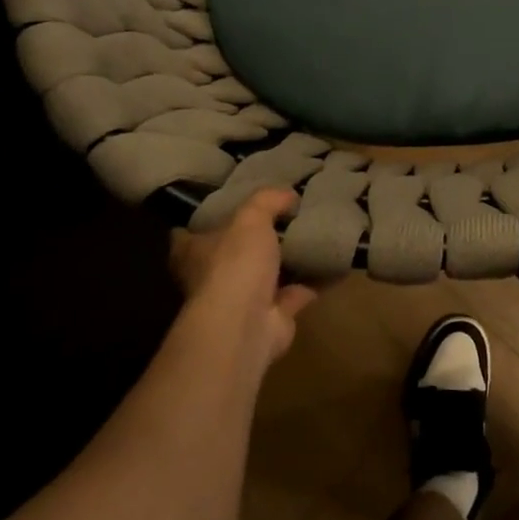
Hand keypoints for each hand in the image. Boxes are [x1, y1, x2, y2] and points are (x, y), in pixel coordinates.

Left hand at [170, 190, 317, 369]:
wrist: (245, 324)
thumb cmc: (235, 264)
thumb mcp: (250, 218)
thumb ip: (267, 201)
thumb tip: (288, 194)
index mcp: (194, 253)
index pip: (186, 235)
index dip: (203, 220)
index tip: (225, 207)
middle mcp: (212, 279)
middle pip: (229, 256)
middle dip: (251, 242)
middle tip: (280, 219)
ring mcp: (240, 302)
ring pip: (264, 278)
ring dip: (285, 265)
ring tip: (310, 239)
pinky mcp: (269, 319)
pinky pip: (294, 295)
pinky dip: (312, 284)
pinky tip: (332, 266)